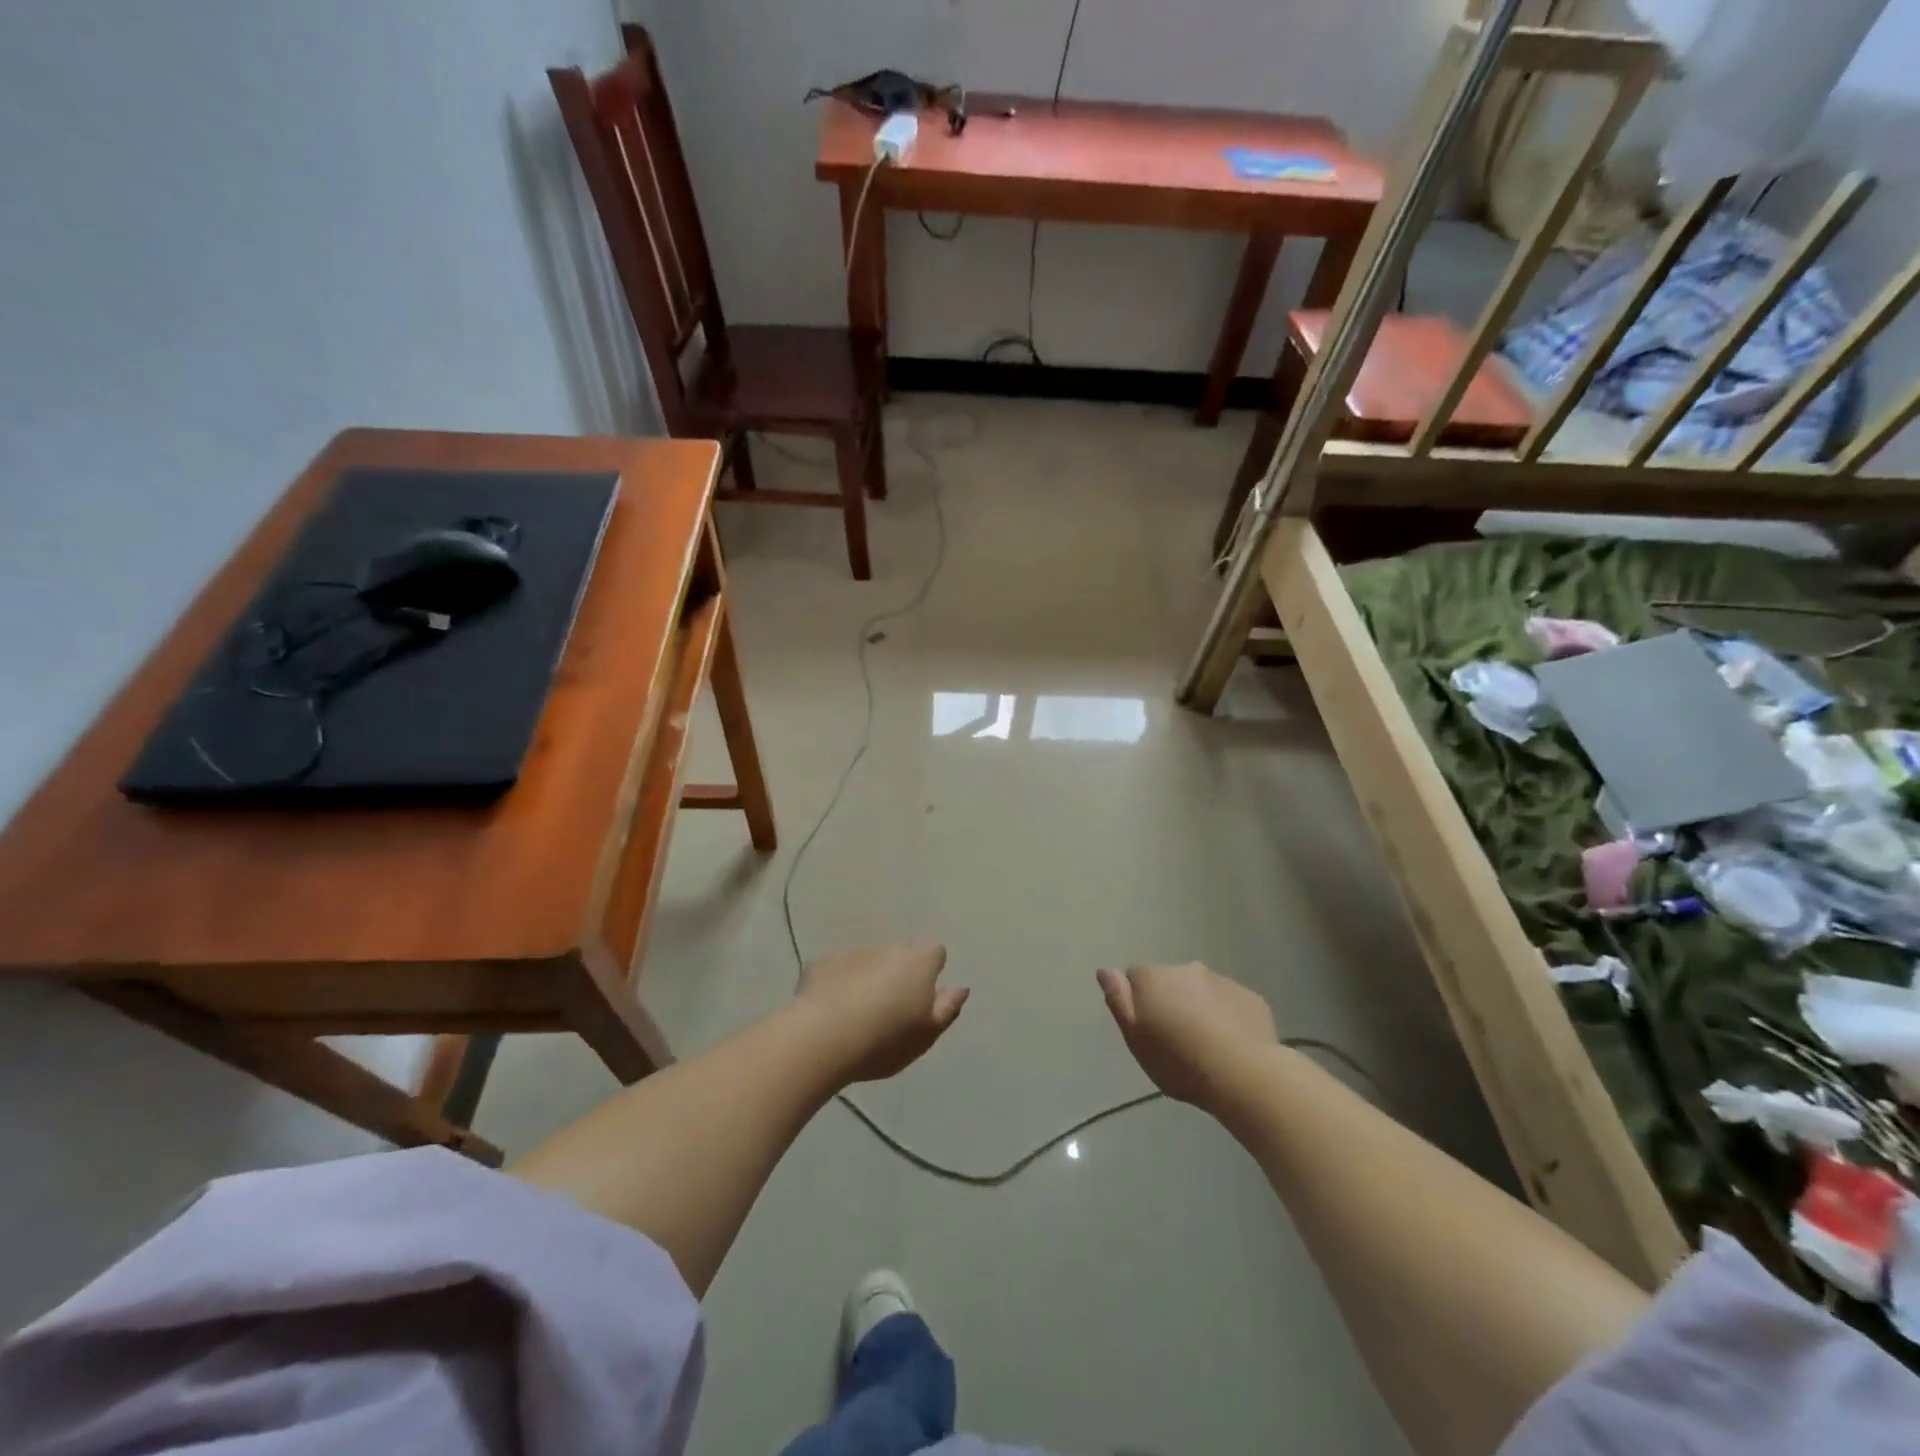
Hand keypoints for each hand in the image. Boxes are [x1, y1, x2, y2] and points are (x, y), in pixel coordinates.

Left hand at [796, 943, 968, 1084]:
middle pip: (900, 955)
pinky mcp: (821, 964)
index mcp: (918, 963)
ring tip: (856, 1015)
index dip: (931, 971)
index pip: (935, 952)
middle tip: (889, 1010)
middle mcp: (888, 949)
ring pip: (868, 962)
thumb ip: (947, 1009)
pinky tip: (829, 1011)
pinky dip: (837, 984)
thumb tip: (961, 988)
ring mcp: (853, 953)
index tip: (922, 996)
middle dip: (897, 974)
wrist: (823, 1037)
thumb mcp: (926, 1035)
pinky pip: (837, 970)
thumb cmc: (885, 1040)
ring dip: (867, 979)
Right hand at [1097, 962, 1277, 1112]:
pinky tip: (1232, 1045)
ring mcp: (1222, 980)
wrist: (1242, 1074)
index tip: (1148, 1029)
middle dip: (1172, 1001)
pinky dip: (1228, 1017)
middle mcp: (1186, 969)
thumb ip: (1118, 1000)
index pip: (1135, 977)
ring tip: (1207, 1045)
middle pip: (1171, 981)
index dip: (1139, 1002)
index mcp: (1153, 978)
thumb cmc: (1178, 1060)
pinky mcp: (1251, 997)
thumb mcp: (1135, 1038)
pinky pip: (1231, 1003)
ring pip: (1203, 991)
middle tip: (1177, 1040)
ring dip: (1200, 1008)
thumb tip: (1105, 970)